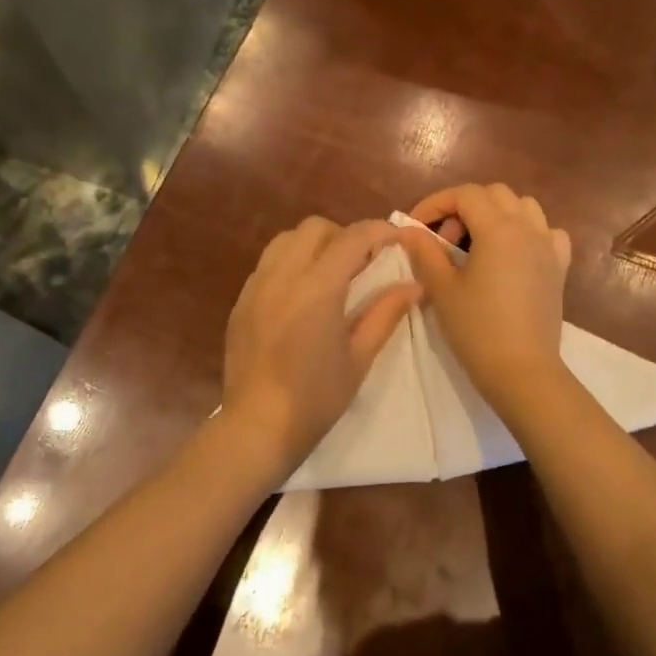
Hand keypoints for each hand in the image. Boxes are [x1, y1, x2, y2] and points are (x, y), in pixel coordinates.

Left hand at [222, 217, 421, 483]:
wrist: (257, 427)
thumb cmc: (316, 398)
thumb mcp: (359, 358)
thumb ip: (386, 314)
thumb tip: (414, 286)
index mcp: (317, 287)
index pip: (352, 237)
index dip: (380, 231)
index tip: (398, 239)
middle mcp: (283, 275)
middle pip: (315, 227)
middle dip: (345, 235)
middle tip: (364, 262)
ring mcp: (256, 286)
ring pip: (286, 239)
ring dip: (314, 244)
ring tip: (331, 274)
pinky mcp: (241, 301)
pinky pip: (268, 263)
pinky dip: (290, 263)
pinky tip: (301, 294)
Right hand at [398, 184, 572, 409]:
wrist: (522, 371)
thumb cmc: (477, 329)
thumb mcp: (442, 288)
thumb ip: (425, 252)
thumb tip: (409, 231)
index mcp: (498, 229)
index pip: (465, 194)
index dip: (436, 203)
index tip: (417, 227)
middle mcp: (528, 228)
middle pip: (495, 194)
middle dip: (465, 207)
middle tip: (446, 240)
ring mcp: (548, 247)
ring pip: (524, 207)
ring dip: (497, 214)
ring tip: (477, 244)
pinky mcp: (559, 268)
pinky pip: (548, 233)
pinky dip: (529, 232)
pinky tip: (515, 253)